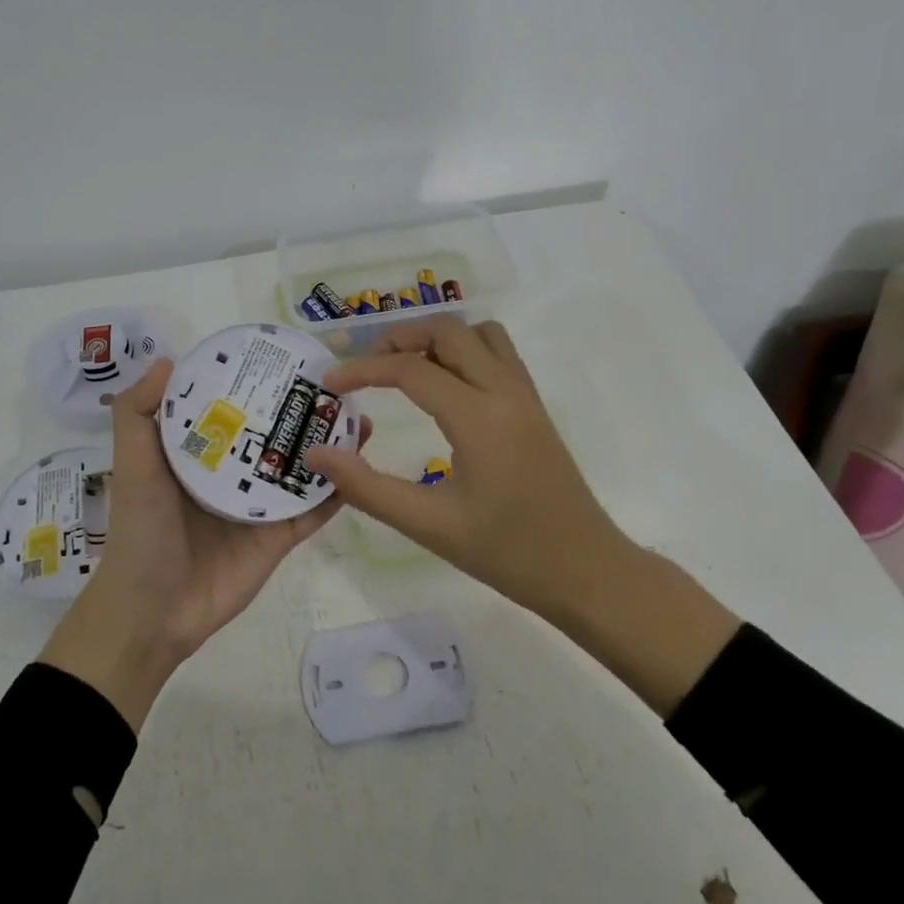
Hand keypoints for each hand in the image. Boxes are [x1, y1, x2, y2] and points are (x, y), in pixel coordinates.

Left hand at [40, 358, 365, 730]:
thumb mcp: (132, 466)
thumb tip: (168, 359)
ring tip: (358, 416)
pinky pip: (312, 509)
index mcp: (199, 453)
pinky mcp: (280, 537)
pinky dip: (336, 490)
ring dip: (328, 445)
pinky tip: (360, 464)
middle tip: (337, 384)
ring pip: (301, 468)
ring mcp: (260, 506)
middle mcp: (233, 474)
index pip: (233, 408)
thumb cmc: (141, 531)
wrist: (154, 612)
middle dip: (302, 410)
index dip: (256, 382)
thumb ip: (137, 415)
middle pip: (275, 434)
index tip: (284, 356)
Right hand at [303, 318, 736, 715]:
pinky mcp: (535, 407)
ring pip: (480, 334)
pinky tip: (445, 385)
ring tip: (404, 367)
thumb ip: (367, 487)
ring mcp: (525, 396)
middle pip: (448, 332)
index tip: (330, 384)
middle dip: (401, 339)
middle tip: (366, 368)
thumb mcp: (429, 525)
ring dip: (438, 338)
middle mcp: (505, 392)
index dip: (363, 370)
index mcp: (478, 417)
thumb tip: (317, 454)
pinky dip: (465, 350)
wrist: (586, 571)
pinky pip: (499, 354)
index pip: (410, 370)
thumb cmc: (508, 552)